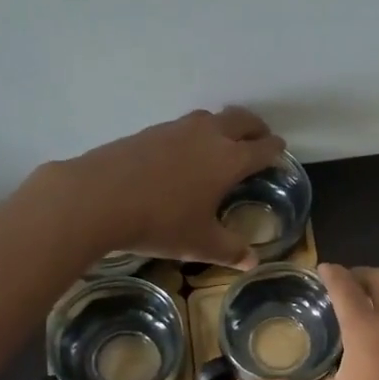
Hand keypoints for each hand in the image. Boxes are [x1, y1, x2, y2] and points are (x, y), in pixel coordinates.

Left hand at [47, 107, 286, 266]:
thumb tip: (252, 262)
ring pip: (210, 117)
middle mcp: (208, 136)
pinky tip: (182, 155)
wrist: (98, 198)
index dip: (275, 150)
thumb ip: (230, 250)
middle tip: (259, 139)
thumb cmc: (160, 222)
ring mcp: (176, 130)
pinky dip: (193, 134)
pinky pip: (182, 127)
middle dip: (255, 128)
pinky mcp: (149, 131)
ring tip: (222, 143)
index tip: (280, 151)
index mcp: (229, 160)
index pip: (262, 148)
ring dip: (223, 126)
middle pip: (241, 120)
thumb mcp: (200, 244)